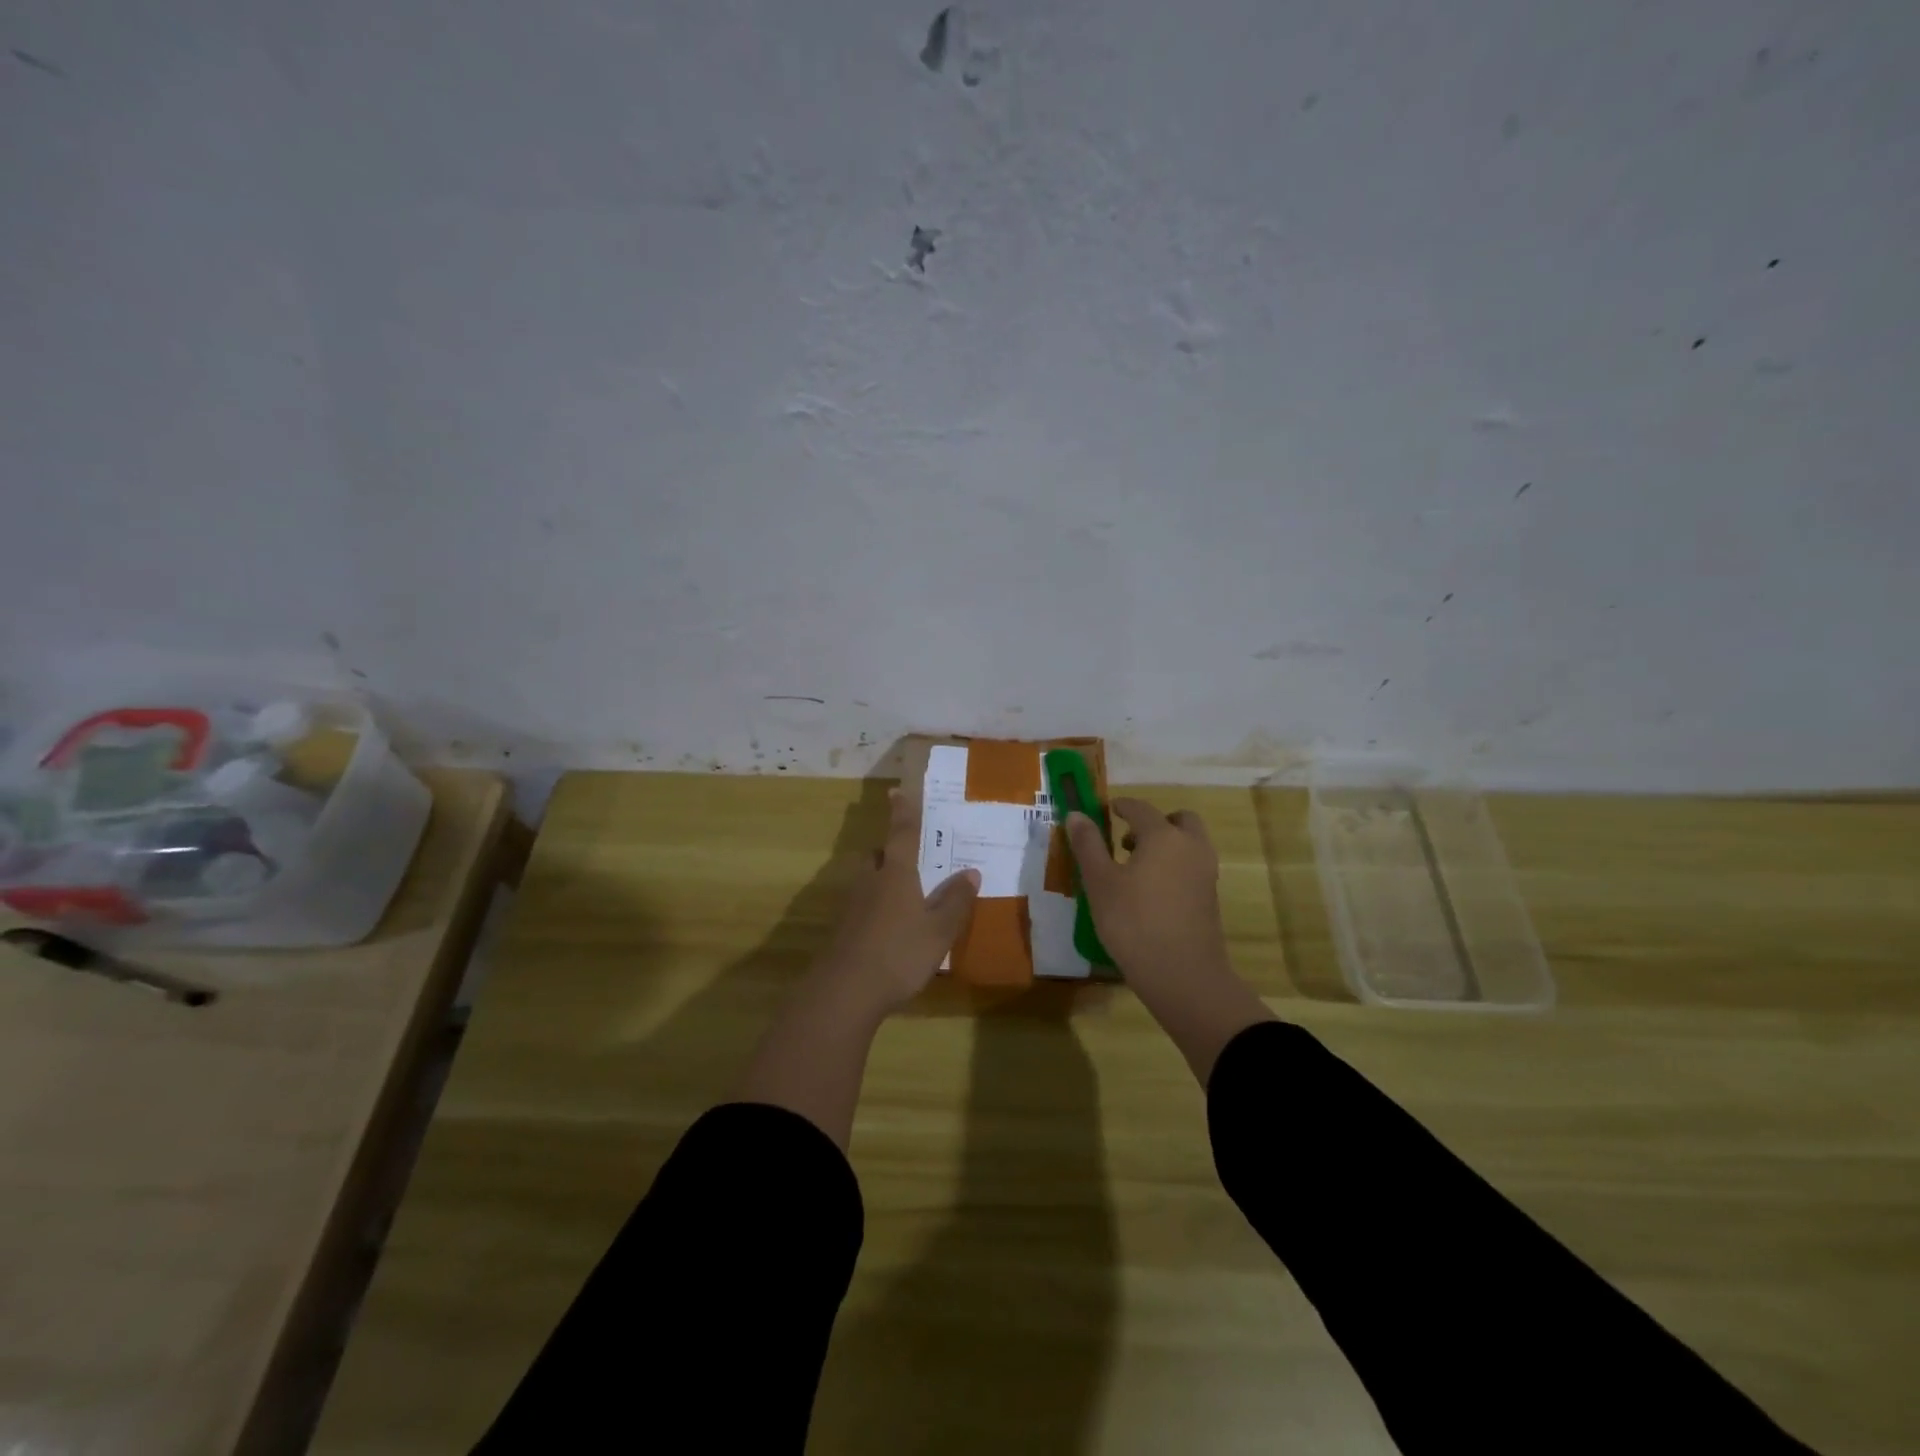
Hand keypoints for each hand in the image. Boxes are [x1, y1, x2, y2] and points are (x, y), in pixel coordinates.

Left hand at [813, 786, 979, 1018]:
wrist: (844, 992)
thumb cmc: (899, 953)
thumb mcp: (939, 930)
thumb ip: (955, 901)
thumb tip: (970, 872)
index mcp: (895, 873)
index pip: (902, 833)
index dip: (903, 812)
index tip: (897, 791)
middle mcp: (870, 880)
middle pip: (878, 855)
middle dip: (891, 852)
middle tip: (911, 859)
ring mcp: (852, 905)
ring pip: (868, 880)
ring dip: (882, 880)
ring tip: (905, 896)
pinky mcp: (842, 929)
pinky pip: (862, 905)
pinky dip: (876, 907)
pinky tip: (889, 928)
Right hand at [1065, 797, 1232, 1000]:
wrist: (1183, 975)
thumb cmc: (1134, 923)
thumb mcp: (1100, 883)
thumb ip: (1088, 845)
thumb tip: (1076, 815)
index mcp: (1163, 836)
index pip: (1140, 809)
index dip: (1122, 806)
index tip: (1108, 810)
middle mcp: (1191, 847)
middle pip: (1178, 820)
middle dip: (1154, 823)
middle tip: (1128, 840)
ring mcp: (1206, 873)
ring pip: (1189, 844)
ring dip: (1167, 844)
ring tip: (1136, 868)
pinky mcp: (1210, 898)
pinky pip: (1193, 867)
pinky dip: (1175, 866)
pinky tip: (1151, 892)